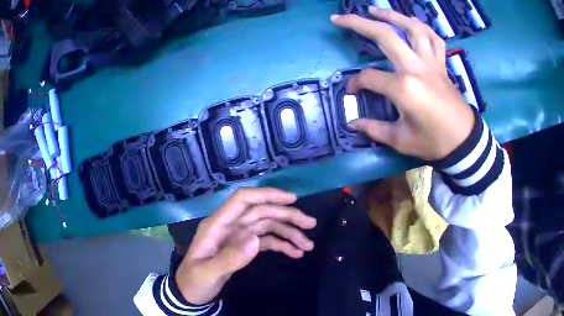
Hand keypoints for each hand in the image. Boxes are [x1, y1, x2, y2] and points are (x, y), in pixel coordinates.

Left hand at [175, 188, 316, 304]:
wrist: (190, 293)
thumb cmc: (194, 281)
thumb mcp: (208, 273)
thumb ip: (229, 258)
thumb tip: (255, 239)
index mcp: (217, 225)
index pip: (242, 200)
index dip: (267, 195)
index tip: (292, 199)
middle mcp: (230, 226)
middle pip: (261, 212)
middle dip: (287, 216)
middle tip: (311, 224)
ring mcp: (238, 236)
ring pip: (268, 226)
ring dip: (289, 232)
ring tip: (308, 245)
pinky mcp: (244, 247)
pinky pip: (266, 241)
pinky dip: (282, 244)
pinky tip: (295, 253)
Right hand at [331, 8, 474, 160]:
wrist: (464, 142)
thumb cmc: (434, 142)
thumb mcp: (402, 140)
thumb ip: (375, 129)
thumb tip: (353, 123)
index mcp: (403, 88)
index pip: (369, 77)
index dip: (355, 83)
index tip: (351, 92)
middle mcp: (416, 68)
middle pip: (385, 36)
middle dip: (358, 24)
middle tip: (340, 18)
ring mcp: (431, 63)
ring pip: (412, 28)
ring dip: (391, 15)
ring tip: (375, 10)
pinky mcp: (441, 64)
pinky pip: (434, 38)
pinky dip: (422, 27)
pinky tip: (412, 22)